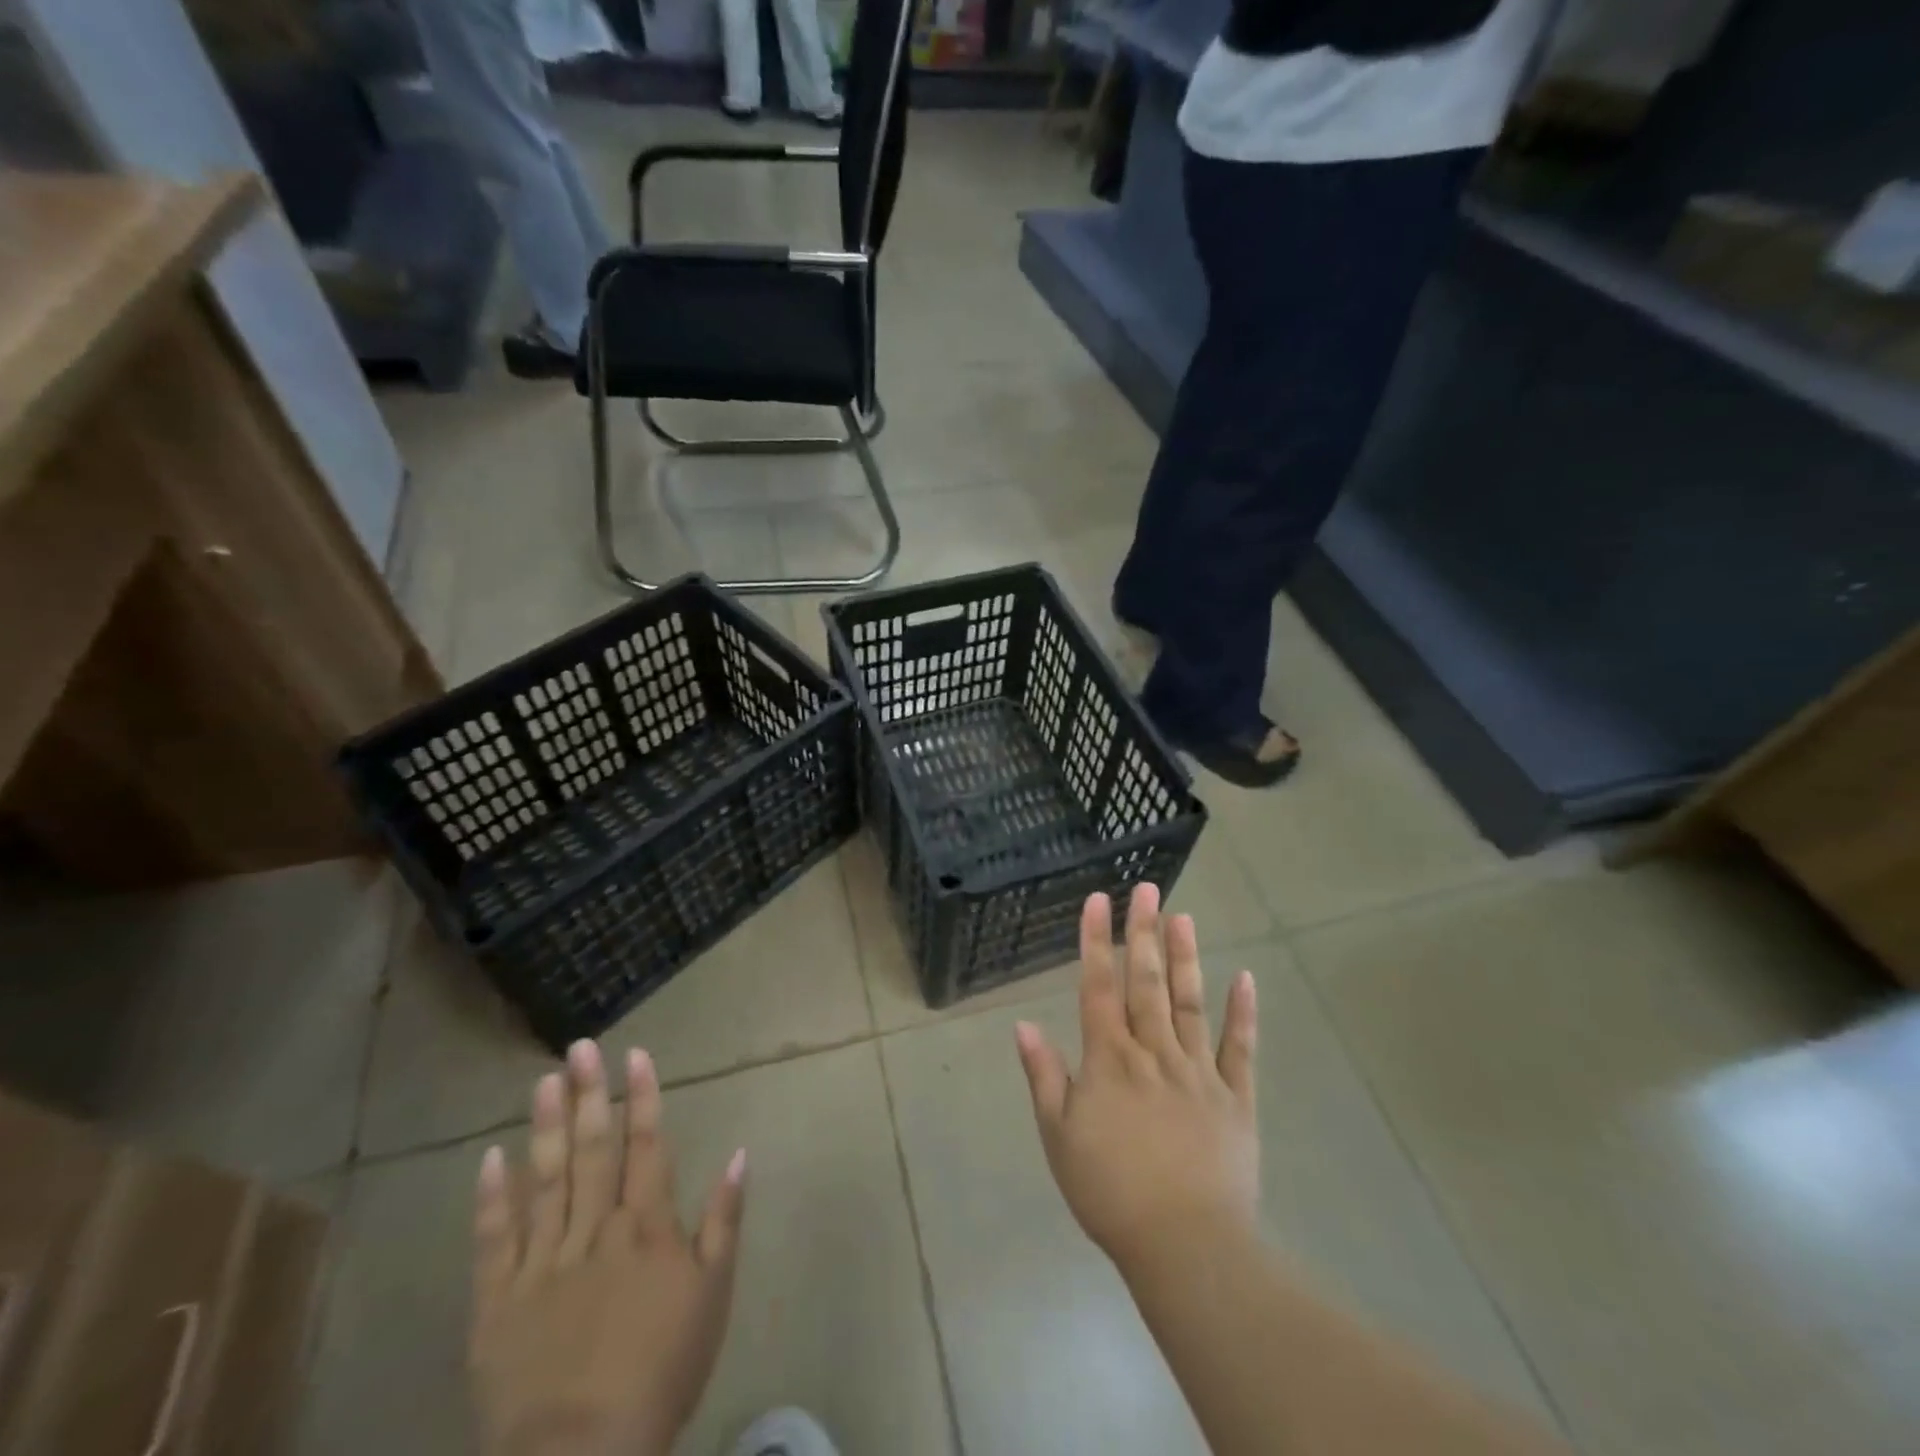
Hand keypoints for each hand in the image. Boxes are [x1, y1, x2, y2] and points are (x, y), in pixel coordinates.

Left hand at [470, 1041, 745, 1455]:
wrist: (584, 1453)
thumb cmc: (662, 1369)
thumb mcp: (713, 1294)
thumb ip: (724, 1219)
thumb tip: (740, 1153)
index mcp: (646, 1225)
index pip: (646, 1144)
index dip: (642, 1096)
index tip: (635, 1054)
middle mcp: (594, 1228)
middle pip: (593, 1148)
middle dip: (589, 1093)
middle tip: (580, 1047)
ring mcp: (543, 1261)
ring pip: (546, 1179)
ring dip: (546, 1127)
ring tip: (544, 1081)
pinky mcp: (498, 1300)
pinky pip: (495, 1240)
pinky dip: (492, 1198)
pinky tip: (490, 1158)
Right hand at [1015, 884, 1259, 1275]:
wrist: (1186, 1246)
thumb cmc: (1111, 1192)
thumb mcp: (1059, 1137)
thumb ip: (1044, 1076)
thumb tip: (1023, 1024)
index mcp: (1110, 1060)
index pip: (1098, 987)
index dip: (1096, 942)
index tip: (1098, 901)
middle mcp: (1154, 1052)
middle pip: (1146, 982)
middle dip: (1144, 932)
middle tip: (1148, 889)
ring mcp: (1198, 1071)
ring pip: (1189, 1002)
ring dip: (1186, 957)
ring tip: (1185, 916)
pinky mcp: (1235, 1097)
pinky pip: (1240, 1048)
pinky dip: (1243, 1013)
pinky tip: (1246, 979)